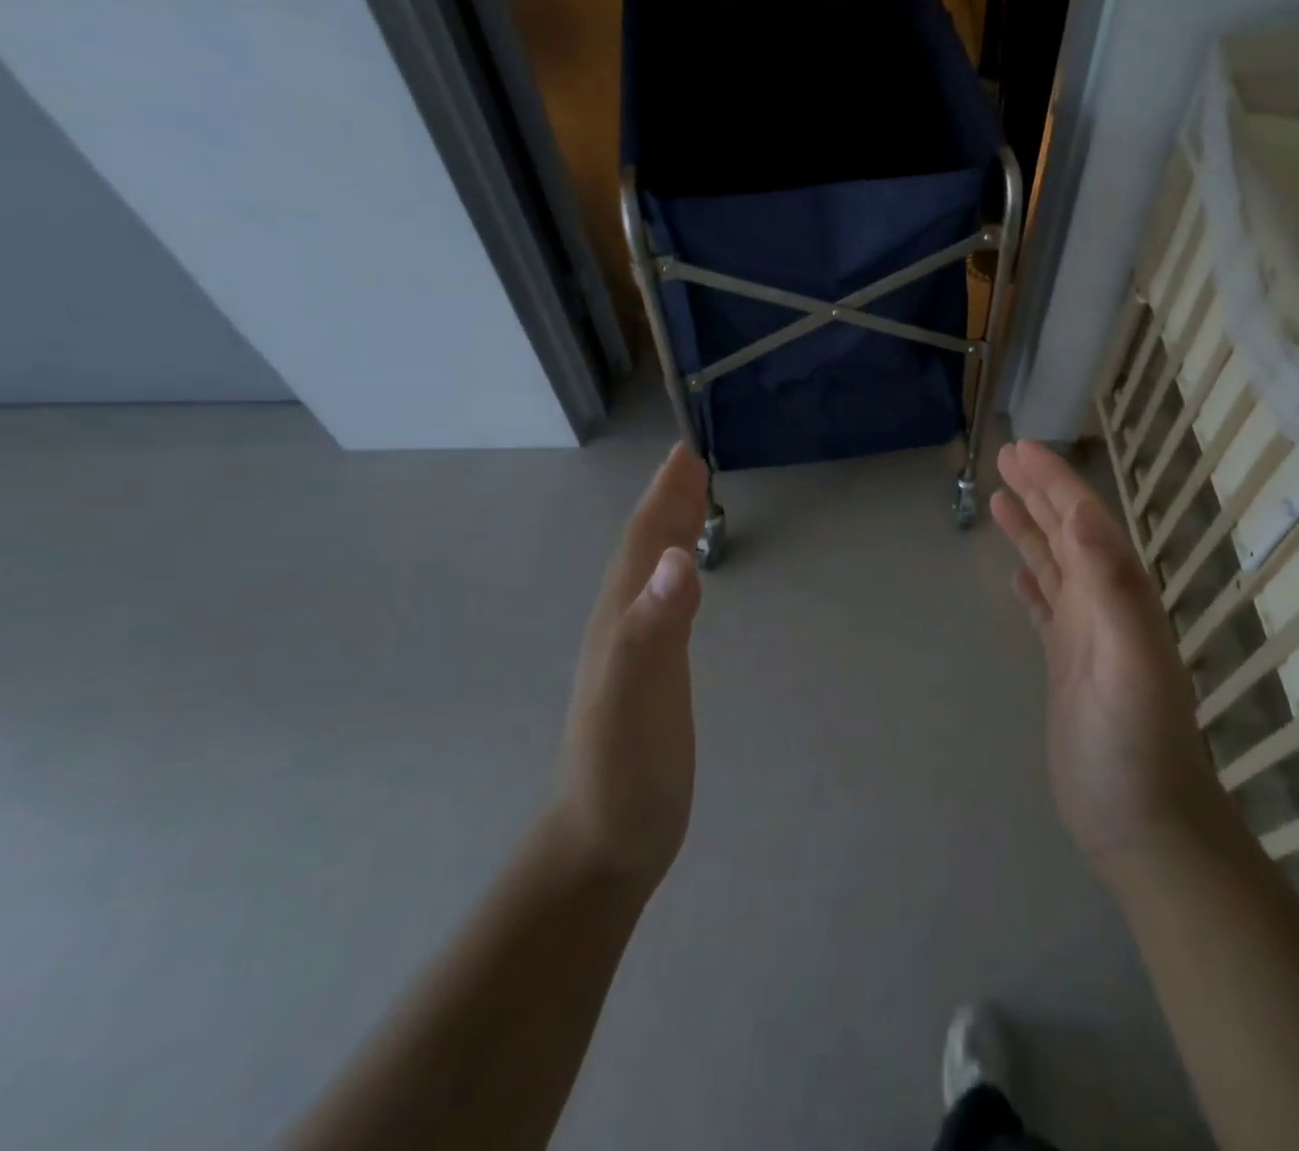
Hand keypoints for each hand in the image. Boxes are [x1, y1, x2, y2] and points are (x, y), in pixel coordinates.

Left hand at [553, 443, 708, 896]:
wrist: (604, 845)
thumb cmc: (624, 771)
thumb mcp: (638, 697)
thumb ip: (655, 627)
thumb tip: (677, 557)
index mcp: (621, 619)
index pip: (642, 542)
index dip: (664, 496)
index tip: (686, 452)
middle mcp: (624, 624)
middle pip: (645, 548)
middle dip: (668, 501)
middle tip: (694, 462)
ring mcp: (635, 651)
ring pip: (652, 572)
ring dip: (670, 530)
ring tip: (693, 503)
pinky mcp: (652, 674)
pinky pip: (665, 603)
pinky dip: (678, 572)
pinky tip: (686, 578)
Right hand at [991, 441, 1233, 886]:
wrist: (1143, 825)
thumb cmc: (1135, 747)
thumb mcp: (1129, 663)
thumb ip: (1112, 588)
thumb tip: (1084, 516)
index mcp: (1118, 594)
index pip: (1083, 520)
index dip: (1053, 481)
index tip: (1020, 448)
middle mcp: (1103, 605)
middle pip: (1067, 532)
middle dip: (1039, 491)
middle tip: (1004, 456)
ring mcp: (1084, 636)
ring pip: (1053, 564)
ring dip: (1029, 529)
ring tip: (999, 499)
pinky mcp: (1066, 666)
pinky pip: (1045, 608)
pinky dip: (1031, 582)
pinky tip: (1017, 572)